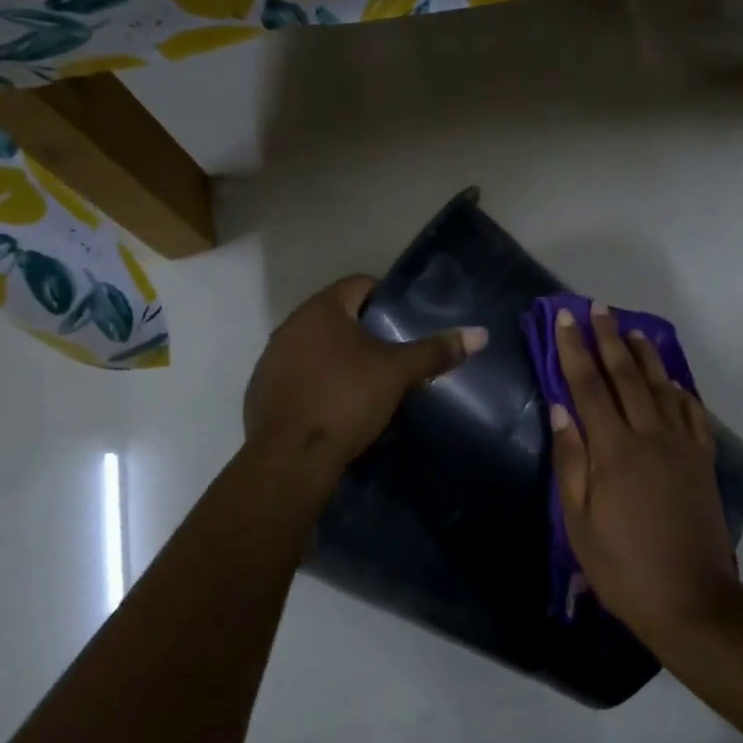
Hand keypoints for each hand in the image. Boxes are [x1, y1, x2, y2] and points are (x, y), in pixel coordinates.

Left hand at [244, 275, 485, 487]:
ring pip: (315, 347)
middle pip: (336, 316)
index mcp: (322, 309)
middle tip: (393, 353)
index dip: (385, 297)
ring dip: (338, 357)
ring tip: (367, 381)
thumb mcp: (398, 374)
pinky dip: (318, 382)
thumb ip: (435, 351)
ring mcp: (272, 359)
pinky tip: (336, 406)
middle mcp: (291, 325)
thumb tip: (480, 334)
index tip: (405, 320)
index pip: (359, 284)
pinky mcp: (262, 391)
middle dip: (364, 330)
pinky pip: (298, 375)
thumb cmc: (346, 400)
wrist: (291, 457)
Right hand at [548, 301, 737, 643]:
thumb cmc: (622, 565)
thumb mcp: (579, 521)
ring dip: (645, 355)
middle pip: (626, 375)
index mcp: (613, 449)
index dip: (574, 349)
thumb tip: (560, 409)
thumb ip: (570, 460)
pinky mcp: (702, 461)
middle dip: (608, 338)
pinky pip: (692, 413)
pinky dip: (680, 390)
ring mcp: (681, 446)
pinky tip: (674, 381)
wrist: (690, 598)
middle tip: (597, 308)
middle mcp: (649, 435)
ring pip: (662, 386)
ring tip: (631, 330)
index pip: (588, 385)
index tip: (564, 319)